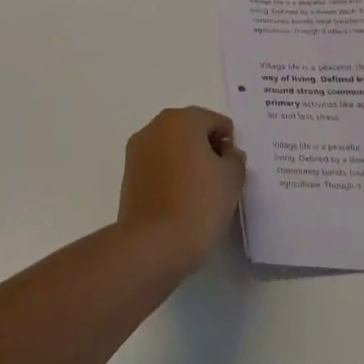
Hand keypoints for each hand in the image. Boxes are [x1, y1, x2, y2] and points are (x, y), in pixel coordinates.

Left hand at [117, 106, 246, 271]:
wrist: (154, 244)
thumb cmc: (199, 203)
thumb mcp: (232, 179)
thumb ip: (235, 158)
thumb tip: (226, 153)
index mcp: (181, 120)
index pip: (214, 121)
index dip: (229, 143)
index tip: (234, 167)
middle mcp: (155, 127)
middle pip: (190, 129)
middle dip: (207, 148)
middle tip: (221, 178)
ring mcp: (137, 150)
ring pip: (172, 147)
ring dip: (187, 160)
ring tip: (201, 192)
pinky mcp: (128, 174)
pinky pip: (158, 165)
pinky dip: (171, 174)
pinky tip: (181, 199)